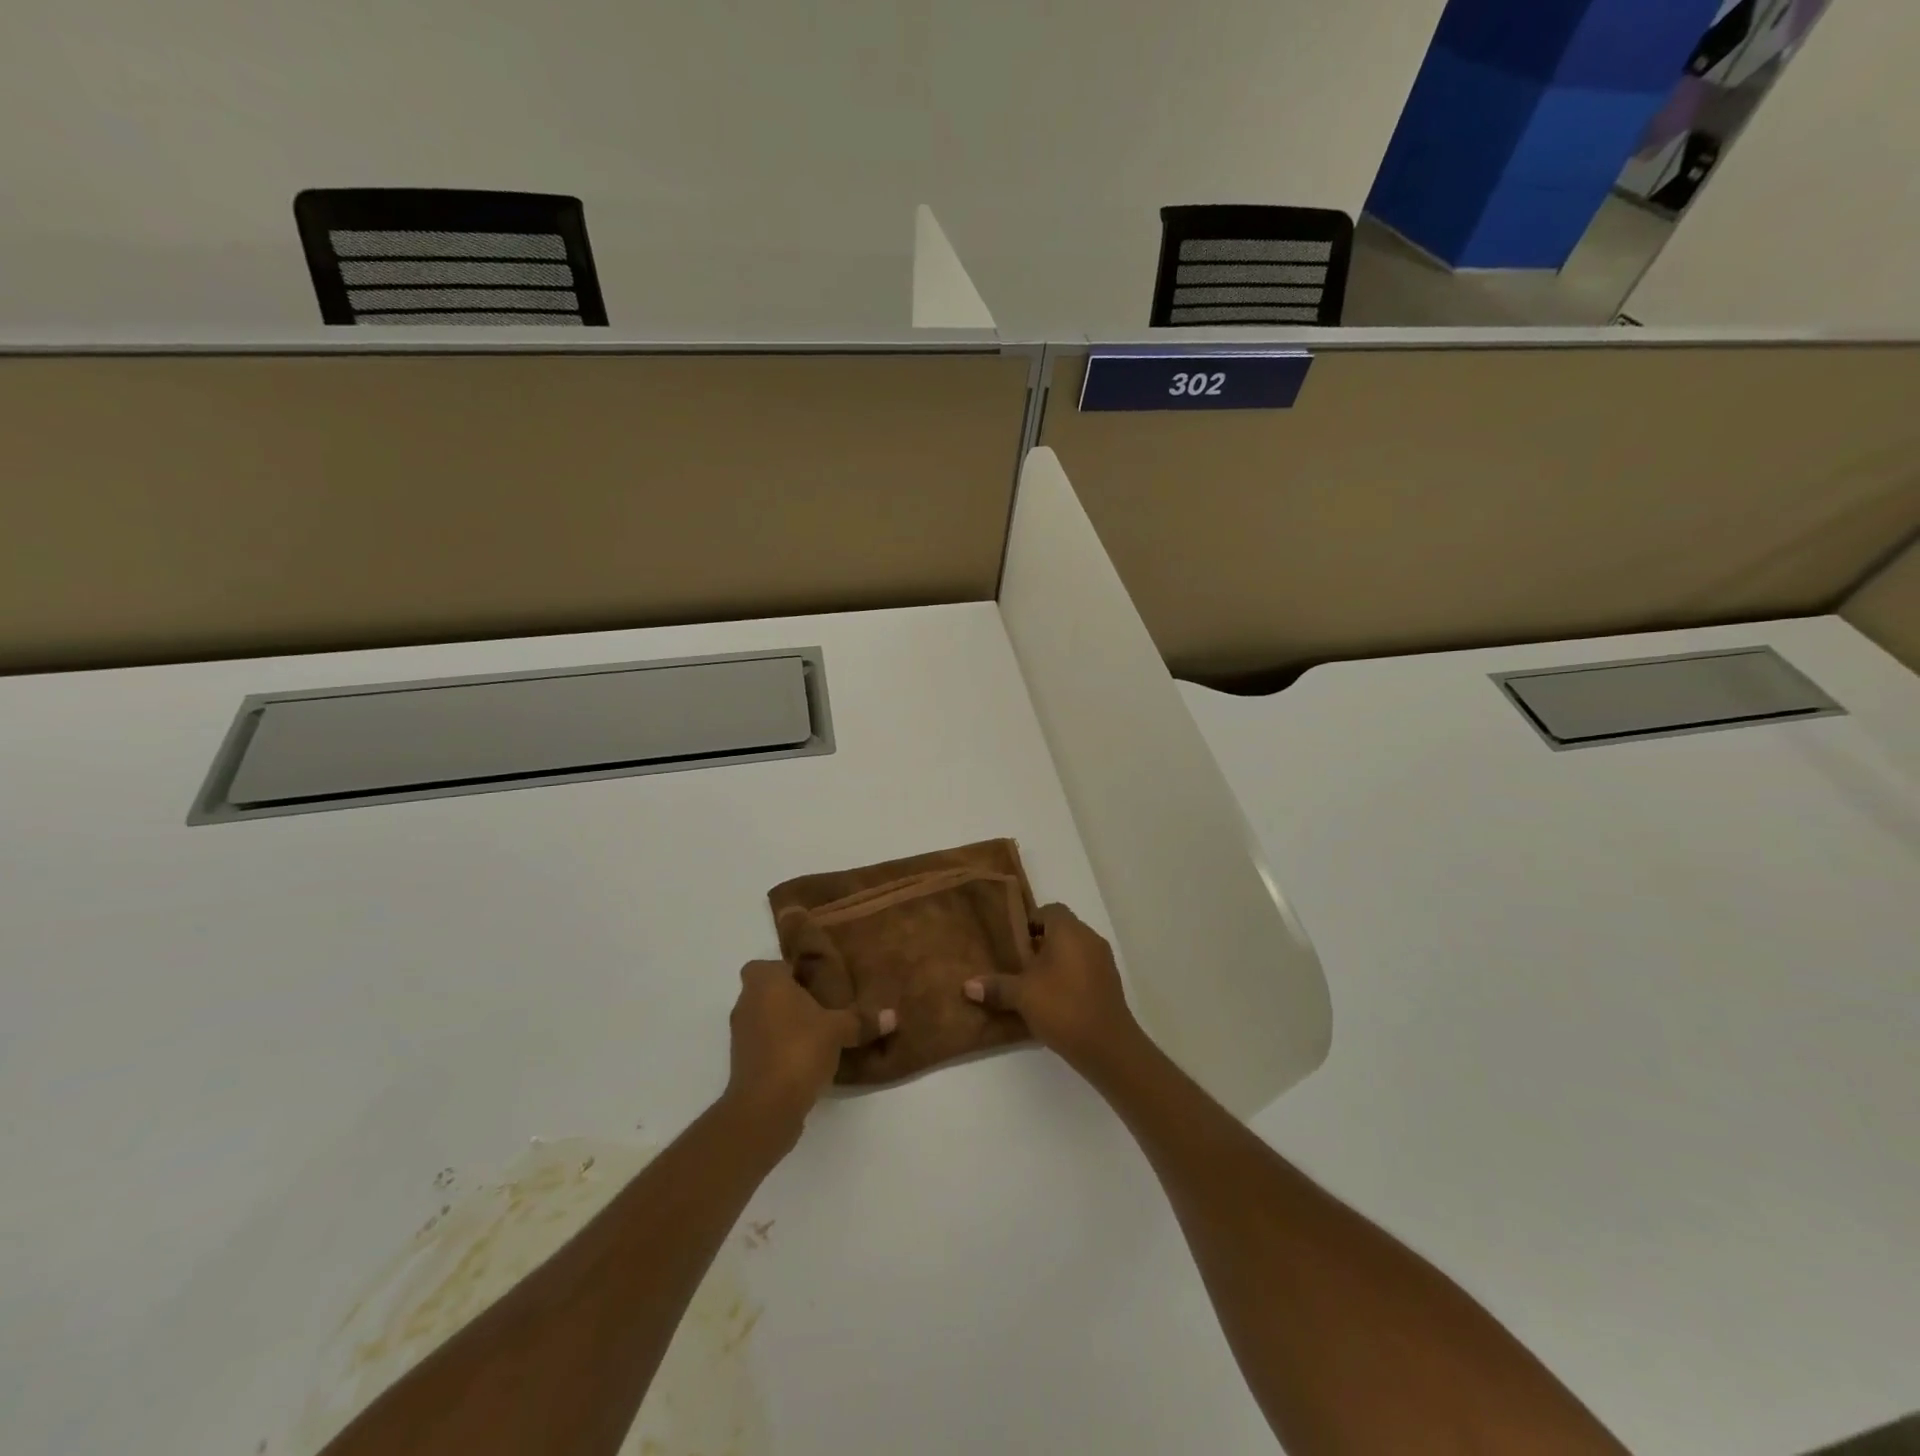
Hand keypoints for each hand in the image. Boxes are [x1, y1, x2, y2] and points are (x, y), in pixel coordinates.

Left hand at [724, 960, 894, 1136]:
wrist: (766, 1106)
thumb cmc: (799, 1049)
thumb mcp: (838, 1030)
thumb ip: (861, 1020)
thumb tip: (892, 1016)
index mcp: (765, 983)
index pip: (767, 965)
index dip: (787, 970)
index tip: (813, 980)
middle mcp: (747, 1004)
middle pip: (766, 992)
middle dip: (790, 997)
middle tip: (822, 1003)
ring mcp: (741, 1036)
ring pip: (764, 1019)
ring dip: (785, 1024)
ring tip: (819, 1031)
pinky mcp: (743, 1064)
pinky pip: (764, 1045)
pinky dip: (780, 1047)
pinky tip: (807, 1057)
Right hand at [963, 903, 1141, 1073]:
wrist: (1108, 1045)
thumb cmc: (1062, 1007)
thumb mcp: (1022, 996)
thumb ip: (996, 987)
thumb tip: (968, 986)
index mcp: (1069, 931)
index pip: (1050, 910)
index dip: (1031, 922)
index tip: (1016, 943)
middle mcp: (1089, 938)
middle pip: (1062, 929)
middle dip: (1041, 943)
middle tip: (1020, 964)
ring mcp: (1103, 960)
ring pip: (1075, 949)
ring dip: (1056, 960)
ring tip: (1035, 983)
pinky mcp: (1110, 982)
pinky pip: (1085, 967)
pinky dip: (1070, 975)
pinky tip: (1055, 999)